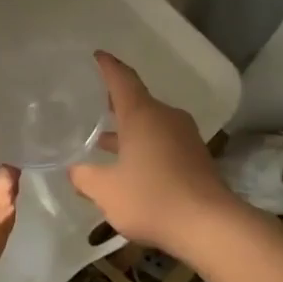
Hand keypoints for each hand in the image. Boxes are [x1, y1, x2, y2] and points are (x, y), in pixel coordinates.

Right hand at [69, 52, 236, 256]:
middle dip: (115, 102)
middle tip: (93, 102)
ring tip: (104, 140)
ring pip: (151, 124)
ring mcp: (184, 137)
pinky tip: (131, 165)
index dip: (107, 66)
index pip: (122, 79)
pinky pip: (164, 141)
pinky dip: (145, 146)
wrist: (208, 225)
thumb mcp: (106, 191)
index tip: (97, 56)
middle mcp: (166, 117)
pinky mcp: (196, 157)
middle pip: (138, 101)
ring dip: (130, 130)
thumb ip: (85, 177)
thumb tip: (74, 170)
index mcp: (142, 114)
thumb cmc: (151, 198)